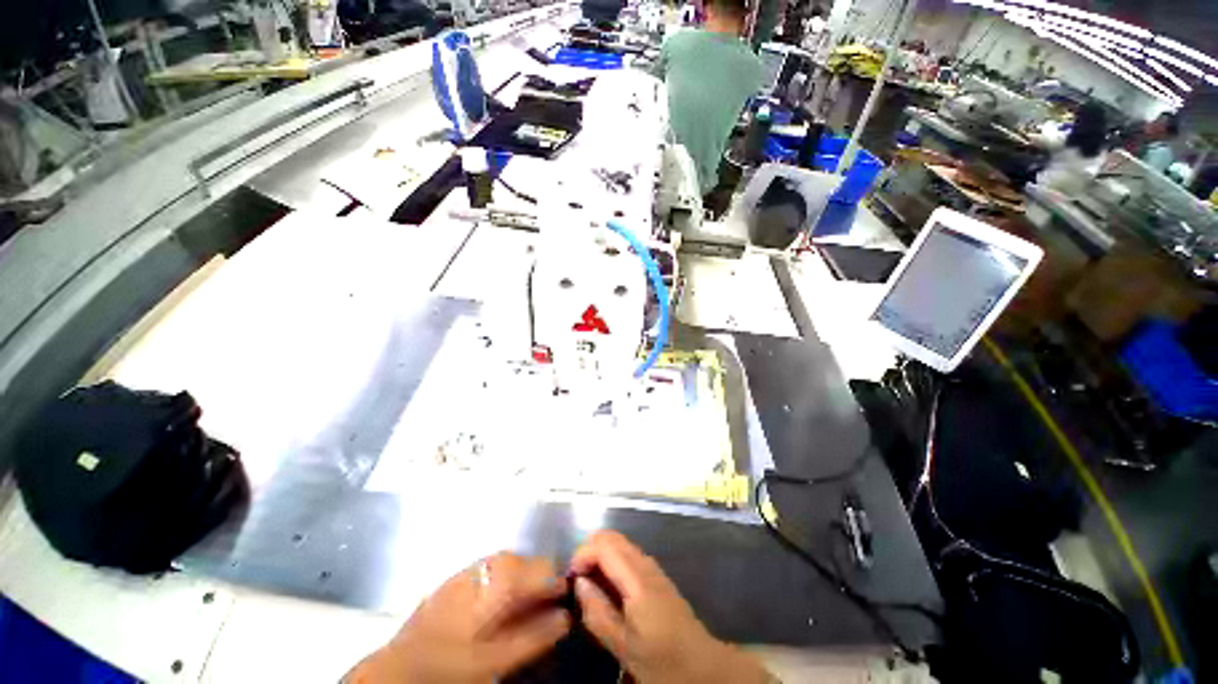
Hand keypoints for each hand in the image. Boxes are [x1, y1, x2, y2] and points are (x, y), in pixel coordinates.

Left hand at [348, 553, 570, 683]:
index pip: (527, 569)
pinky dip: (497, 580)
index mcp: (486, 592)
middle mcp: (468, 578)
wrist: (404, 667)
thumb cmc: (454, 665)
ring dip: (516, 573)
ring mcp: (452, 581)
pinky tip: (499, 603)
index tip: (567, 592)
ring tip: (528, 599)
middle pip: (508, 559)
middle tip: (550, 595)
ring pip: (491, 563)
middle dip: (534, 571)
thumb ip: (533, 636)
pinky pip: (477, 572)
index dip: (552, 577)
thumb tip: (564, 616)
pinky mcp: (442, 590)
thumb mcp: (500, 659)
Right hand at [571, 531, 770, 683]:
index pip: (604, 545)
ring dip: (601, 562)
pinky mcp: (661, 584)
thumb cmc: (659, 658)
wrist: (701, 665)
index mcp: (640, 584)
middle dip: (589, 555)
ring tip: (589, 592)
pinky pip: (631, 563)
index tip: (569, 582)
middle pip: (614, 540)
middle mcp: (651, 571)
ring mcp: (659, 575)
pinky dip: (613, 569)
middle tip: (577, 585)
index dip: (580, 556)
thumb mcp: (619, 643)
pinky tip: (608, 595)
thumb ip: (596, 610)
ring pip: (623, 549)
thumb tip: (579, 582)